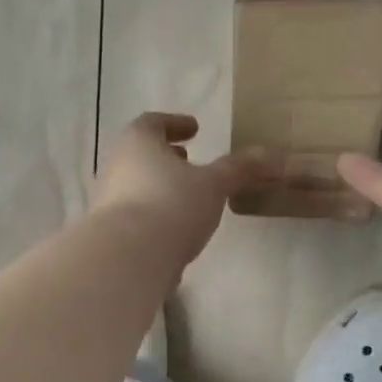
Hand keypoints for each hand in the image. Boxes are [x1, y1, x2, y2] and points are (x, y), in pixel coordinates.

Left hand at [93, 113, 268, 267]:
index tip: (195, 128)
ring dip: (160, 187)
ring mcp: (108, 202)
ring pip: (136, 186)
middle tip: (188, 160)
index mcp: (137, 142)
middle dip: (166, 157)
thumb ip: (239, 169)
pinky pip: (135, 216)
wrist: (128, 259)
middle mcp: (116, 166)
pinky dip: (154, 215)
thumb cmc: (171, 205)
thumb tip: (274, 154)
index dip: (175, 123)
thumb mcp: (213, 185)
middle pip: (141, 154)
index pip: (153, 122)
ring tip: (186, 198)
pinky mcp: (110, 234)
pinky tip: (174, 231)